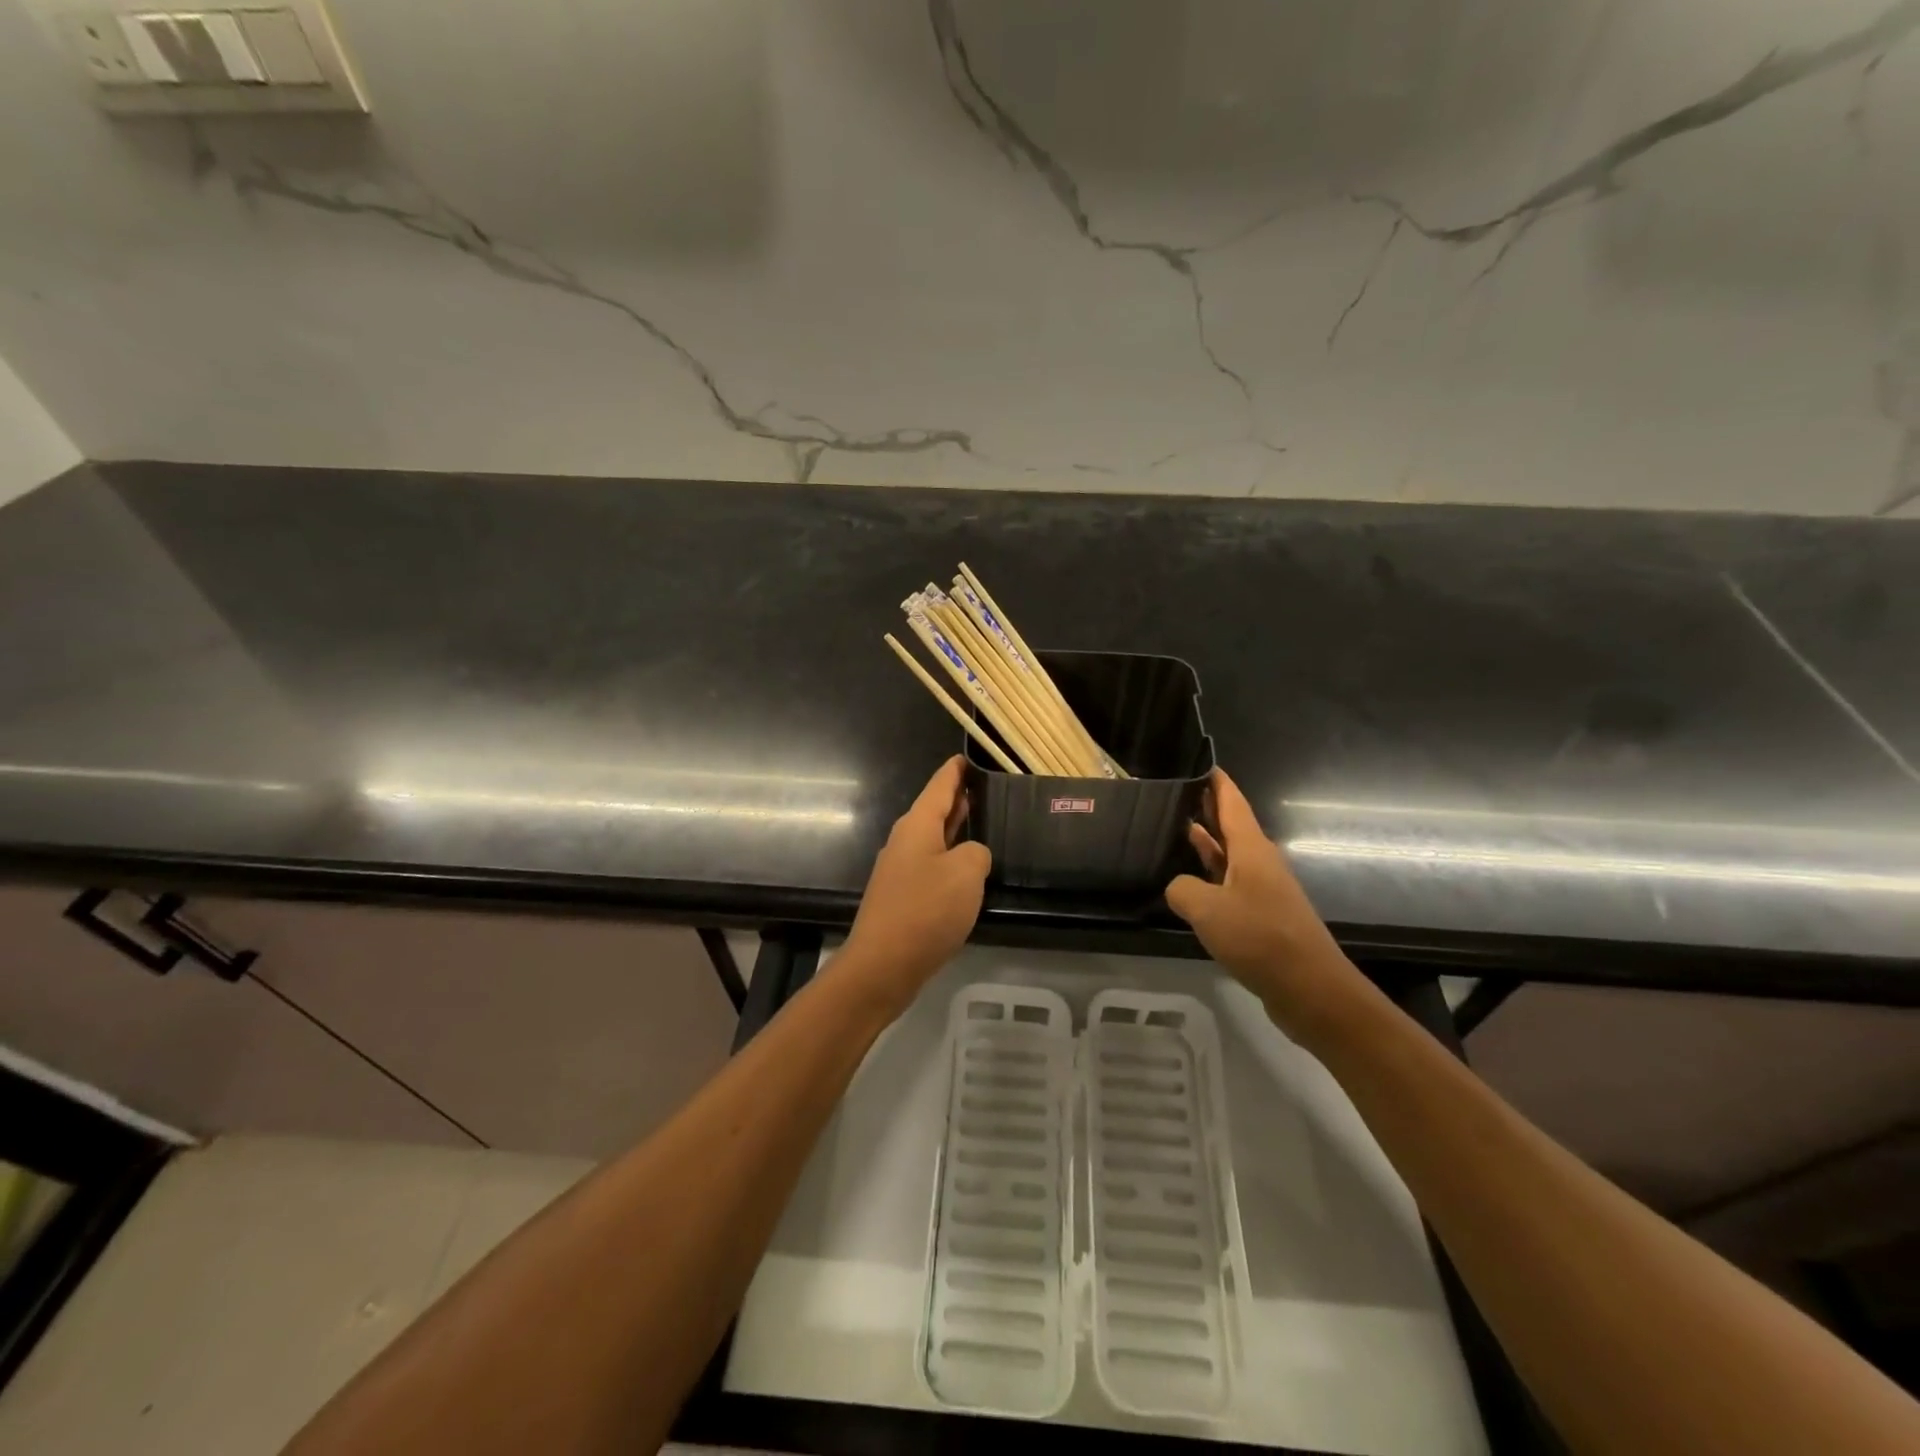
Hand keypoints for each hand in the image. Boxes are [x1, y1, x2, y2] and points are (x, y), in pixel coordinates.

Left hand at [838, 757, 990, 1010]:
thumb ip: (977, 853)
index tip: (968, 756)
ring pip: (933, 840)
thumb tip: (972, 855)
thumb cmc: (925, 911)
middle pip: (934, 811)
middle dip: (958, 799)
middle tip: (986, 789)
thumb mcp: (966, 874)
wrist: (882, 965)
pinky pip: (931, 867)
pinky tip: (967, 872)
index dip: (955, 771)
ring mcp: (901, 871)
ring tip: (983, 823)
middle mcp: (905, 842)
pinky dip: (950, 859)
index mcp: (917, 826)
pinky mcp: (902, 898)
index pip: (939, 786)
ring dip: (955, 830)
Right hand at [1166, 769, 1371, 1045]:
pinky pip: (1228, 885)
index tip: (1197, 762)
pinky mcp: (1260, 916)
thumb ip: (1182, 889)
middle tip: (1169, 794)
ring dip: (1203, 844)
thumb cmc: (1260, 938)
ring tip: (1169, 831)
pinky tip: (1186, 885)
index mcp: (1250, 849)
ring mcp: (1261, 890)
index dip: (1215, 781)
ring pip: (1226, 857)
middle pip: (1228, 826)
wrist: (1310, 989)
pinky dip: (1207, 877)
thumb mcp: (1206, 909)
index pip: (1231, 801)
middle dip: (1203, 809)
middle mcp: (1258, 862)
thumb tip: (1178, 887)